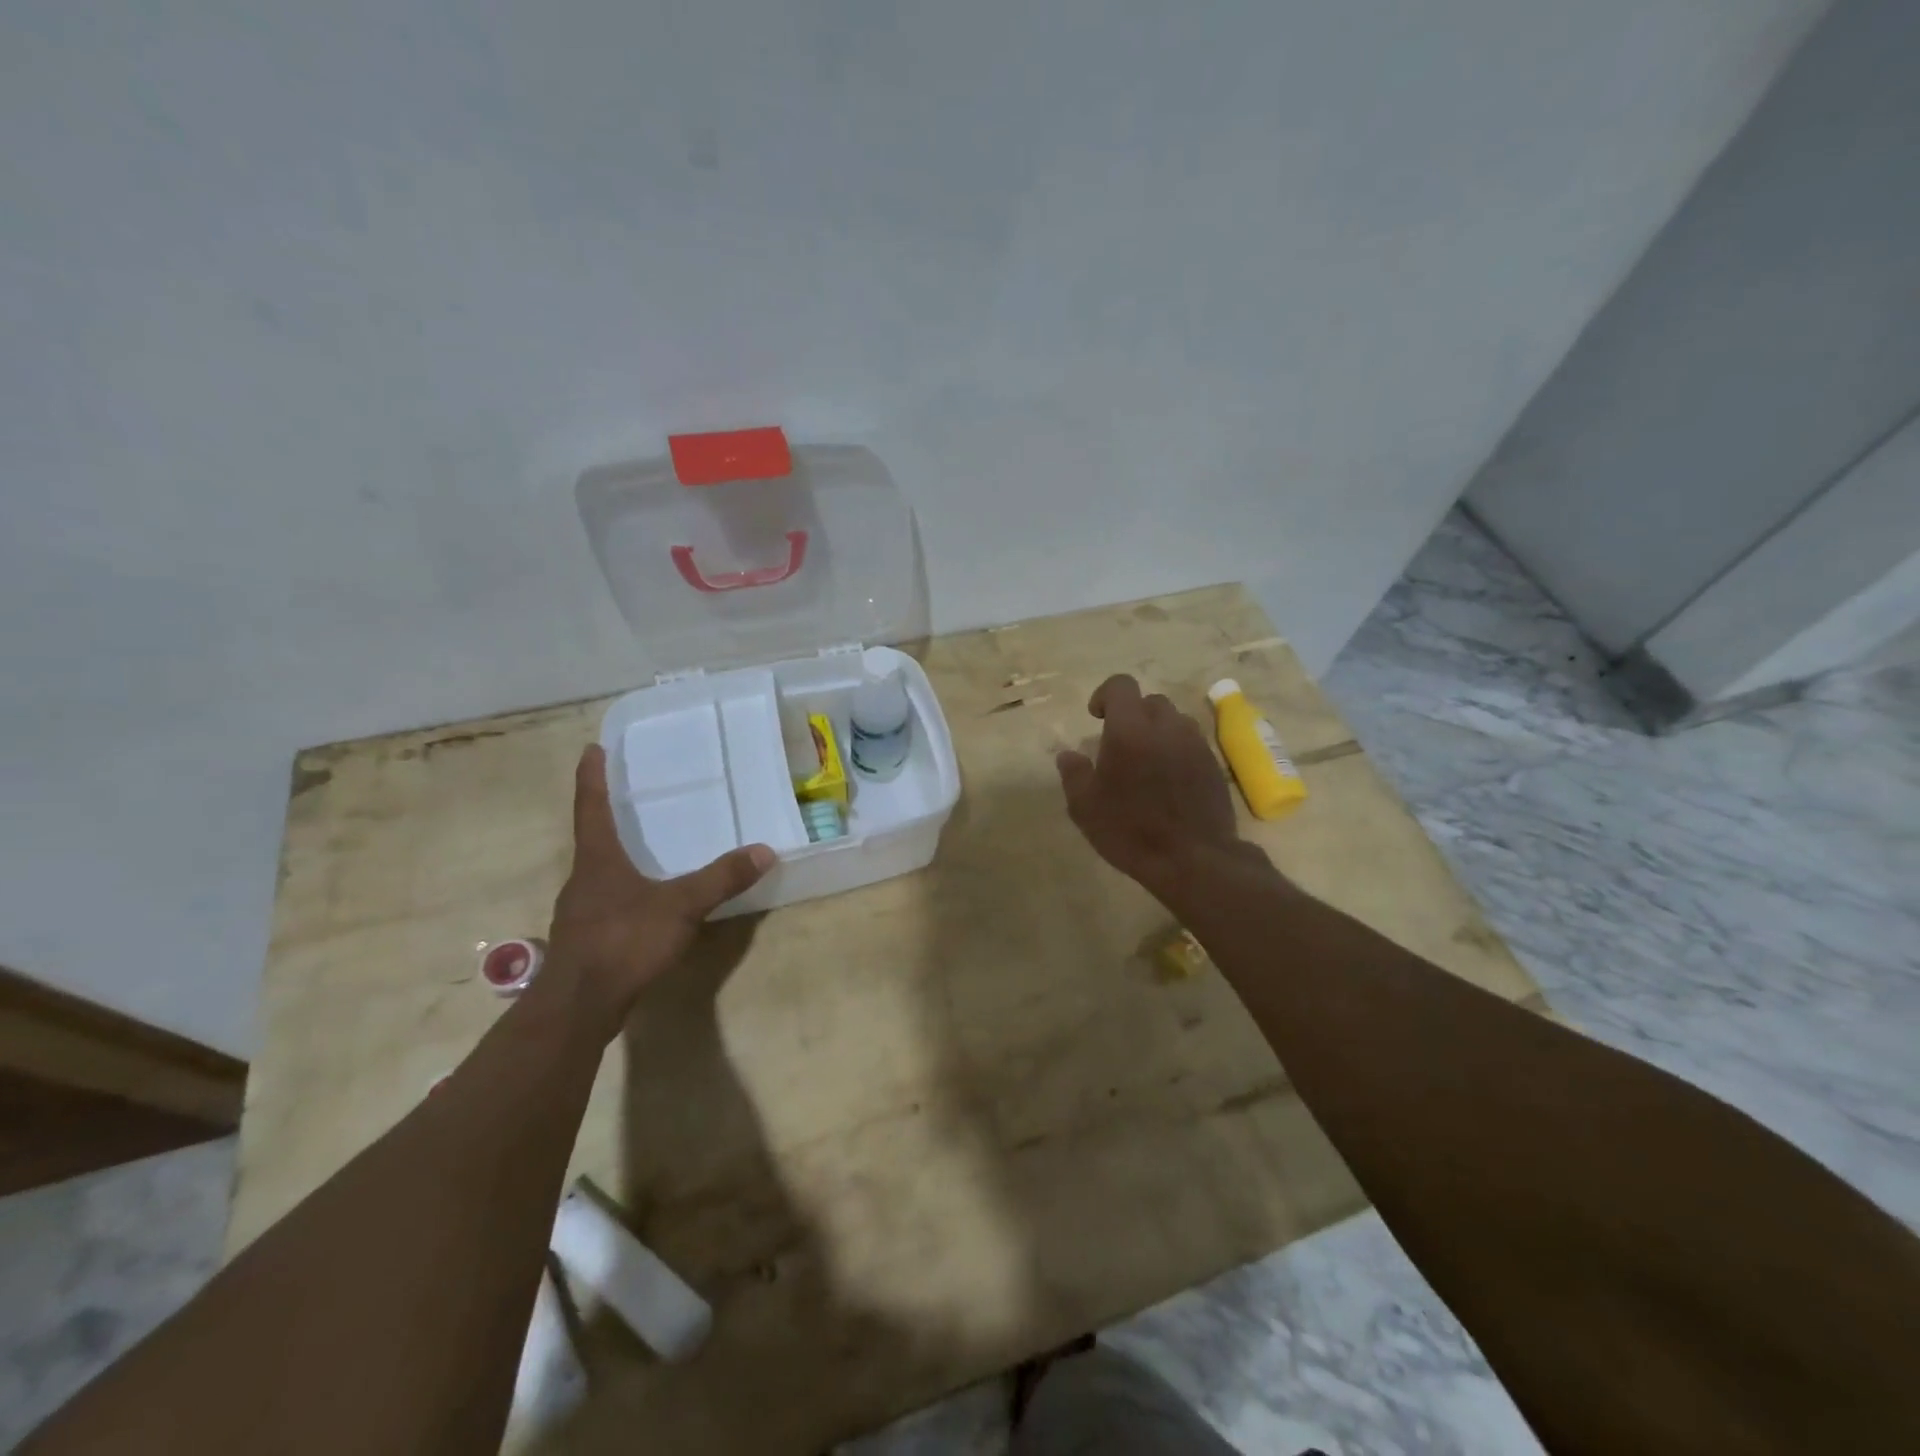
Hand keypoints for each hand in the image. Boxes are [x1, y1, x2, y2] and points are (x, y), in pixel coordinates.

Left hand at [547, 745, 773, 1020]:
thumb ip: (721, 879)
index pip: (592, 807)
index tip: (591, 749)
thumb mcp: (680, 906)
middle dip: (606, 816)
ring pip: (598, 874)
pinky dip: (622, 892)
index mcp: (598, 860)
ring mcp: (580, 912)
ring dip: (614, 857)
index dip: (592, 777)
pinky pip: (605, 904)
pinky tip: (642, 906)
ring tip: (640, 849)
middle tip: (627, 797)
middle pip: (592, 839)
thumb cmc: (623, 941)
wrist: (579, 1007)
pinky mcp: (585, 941)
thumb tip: (765, 850)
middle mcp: (583, 879)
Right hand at [1056, 674, 1249, 903]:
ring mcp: (1195, 744)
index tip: (1096, 717)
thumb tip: (1068, 755)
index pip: (1121, 686)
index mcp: (1129, 730)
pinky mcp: (1214, 764)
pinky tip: (1169, 781)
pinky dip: (1177, 751)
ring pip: (1174, 721)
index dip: (1105, 694)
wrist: (1193, 859)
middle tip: (1120, 745)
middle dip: (1133, 715)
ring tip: (1147, 762)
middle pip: (1150, 702)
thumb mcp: (1085, 807)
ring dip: (1158, 731)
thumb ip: (1074, 774)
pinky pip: (1191, 744)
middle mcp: (1166, 727)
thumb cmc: (1130, 830)